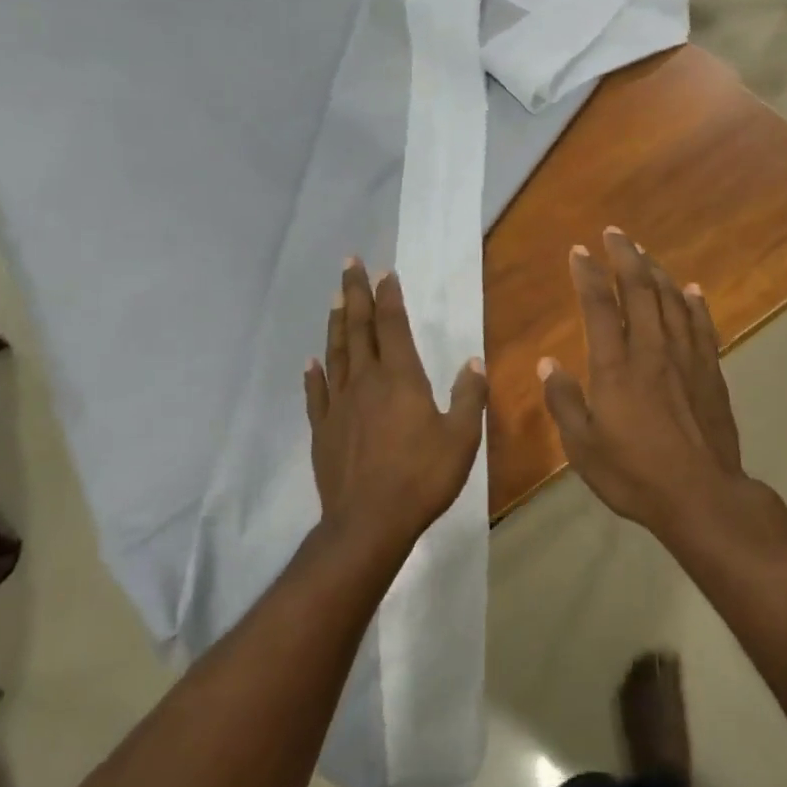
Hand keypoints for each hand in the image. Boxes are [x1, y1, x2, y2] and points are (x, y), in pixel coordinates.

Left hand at [305, 260, 488, 549]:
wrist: (369, 522)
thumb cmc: (422, 478)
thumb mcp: (462, 438)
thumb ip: (469, 396)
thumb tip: (474, 361)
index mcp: (400, 379)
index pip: (392, 326)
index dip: (389, 297)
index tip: (385, 273)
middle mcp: (366, 382)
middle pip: (358, 329)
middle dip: (355, 294)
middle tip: (349, 263)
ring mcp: (340, 405)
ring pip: (336, 353)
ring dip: (336, 323)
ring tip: (335, 297)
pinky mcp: (323, 430)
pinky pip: (317, 394)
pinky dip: (314, 374)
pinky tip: (311, 362)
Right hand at [538, 228, 746, 536]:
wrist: (700, 495)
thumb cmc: (633, 474)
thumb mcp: (582, 447)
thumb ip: (564, 402)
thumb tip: (549, 365)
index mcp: (614, 367)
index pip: (598, 306)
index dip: (587, 274)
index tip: (579, 251)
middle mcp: (651, 351)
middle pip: (639, 290)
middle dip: (625, 257)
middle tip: (615, 233)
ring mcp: (686, 359)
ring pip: (671, 301)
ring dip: (656, 272)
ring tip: (644, 253)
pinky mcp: (710, 372)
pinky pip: (702, 326)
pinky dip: (694, 303)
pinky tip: (690, 289)